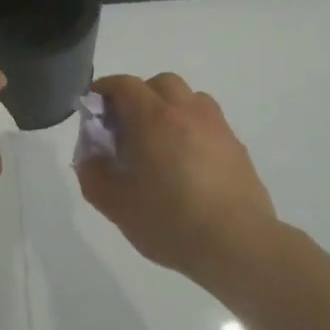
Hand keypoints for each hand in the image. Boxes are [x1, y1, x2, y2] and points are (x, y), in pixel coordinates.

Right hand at [75, 73, 276, 287]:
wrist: (238, 245)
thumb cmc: (171, 222)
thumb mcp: (118, 206)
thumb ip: (94, 177)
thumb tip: (90, 159)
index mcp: (154, 118)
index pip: (125, 85)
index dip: (105, 89)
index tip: (94, 107)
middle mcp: (187, 112)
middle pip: (160, 84)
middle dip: (140, 97)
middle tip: (127, 128)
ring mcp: (217, 128)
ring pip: (190, 99)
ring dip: (170, 109)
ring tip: (160, 143)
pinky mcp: (237, 148)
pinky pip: (209, 123)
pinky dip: (192, 130)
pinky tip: (187, 164)